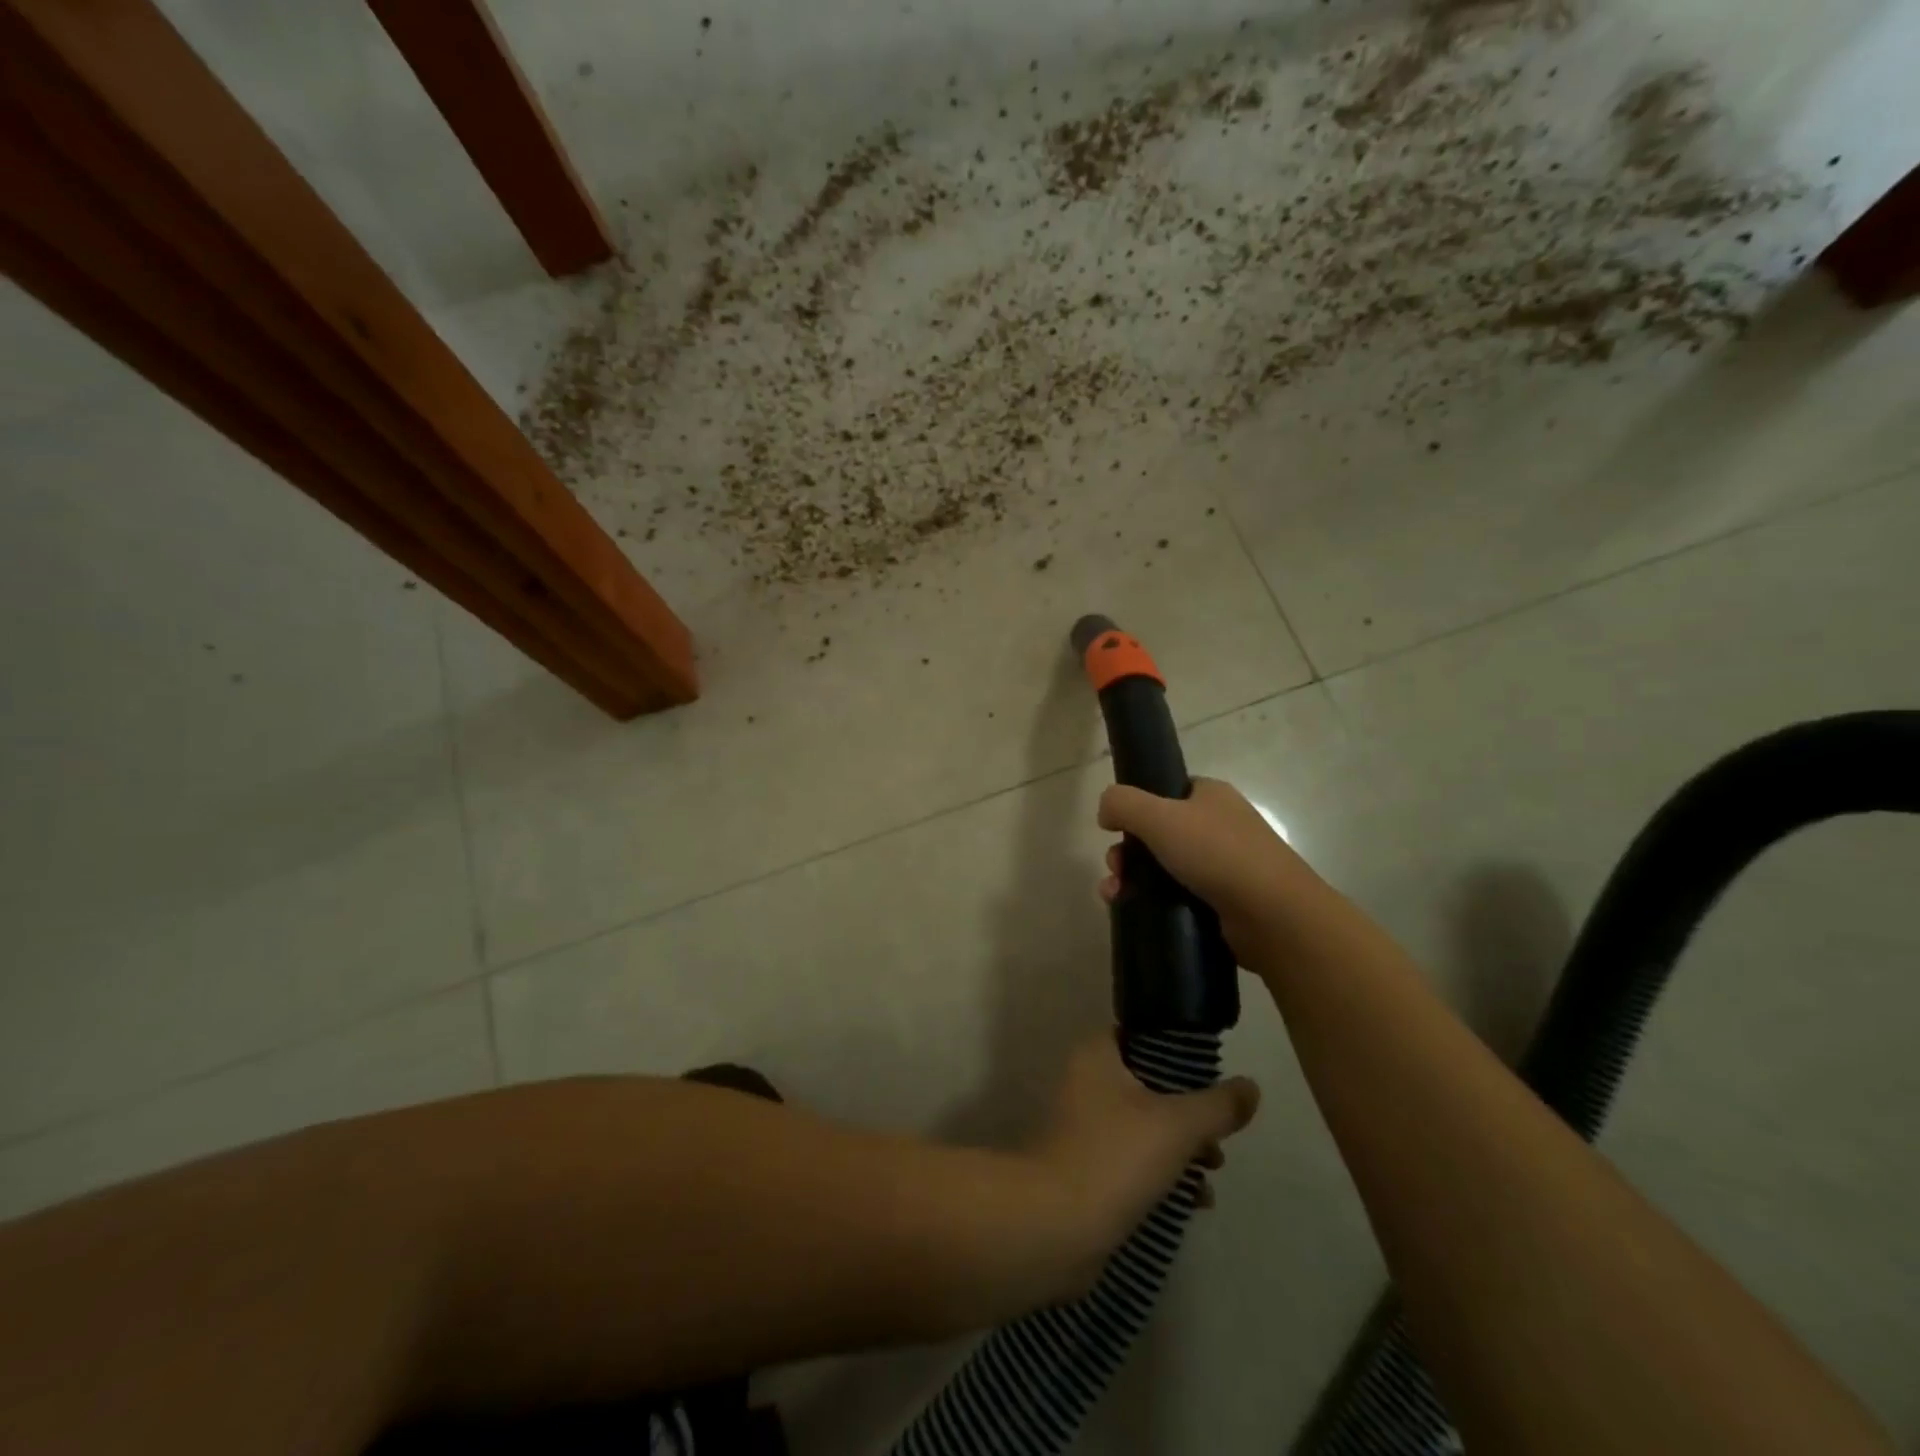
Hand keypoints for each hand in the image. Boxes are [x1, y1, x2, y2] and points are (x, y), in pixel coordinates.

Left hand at [1026, 1033, 1257, 1292]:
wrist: (1056, 1226)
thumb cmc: (1115, 1157)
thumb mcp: (1178, 1125)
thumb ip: (1218, 1105)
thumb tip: (1251, 1086)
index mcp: (1097, 1056)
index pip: (1142, 1036)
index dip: (1179, 1053)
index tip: (1213, 1077)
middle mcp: (1086, 1082)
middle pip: (1149, 1084)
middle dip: (1189, 1110)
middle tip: (1219, 1135)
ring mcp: (1084, 1127)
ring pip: (1144, 1124)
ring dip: (1181, 1146)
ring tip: (1214, 1170)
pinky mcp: (1088, 1167)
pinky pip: (1134, 1159)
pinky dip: (1164, 1173)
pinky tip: (1195, 1200)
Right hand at [1097, 777, 1323, 957]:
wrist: (1273, 916)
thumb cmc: (1217, 854)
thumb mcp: (1159, 816)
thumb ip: (1122, 803)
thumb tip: (1105, 811)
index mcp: (1211, 796)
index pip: (1166, 792)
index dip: (1136, 807)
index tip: (1116, 829)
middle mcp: (1219, 826)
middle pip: (1157, 832)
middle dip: (1127, 850)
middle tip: (1116, 868)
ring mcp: (1224, 865)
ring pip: (1163, 866)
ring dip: (1132, 878)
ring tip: (1116, 895)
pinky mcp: (1222, 902)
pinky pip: (1177, 896)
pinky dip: (1152, 901)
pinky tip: (1133, 910)